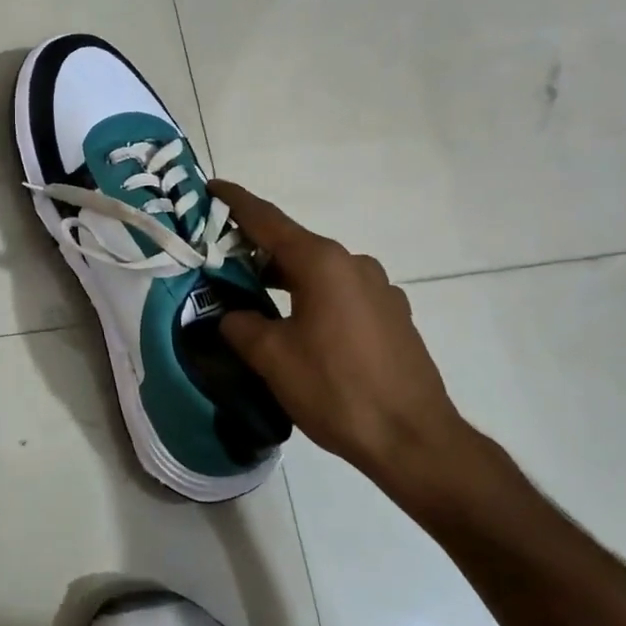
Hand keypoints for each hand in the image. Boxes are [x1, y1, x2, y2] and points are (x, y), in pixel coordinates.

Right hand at [212, 180, 515, 525]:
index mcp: (322, 262)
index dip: (234, 201)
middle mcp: (353, 264)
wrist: (415, 440)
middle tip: (220, 259)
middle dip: (255, 248)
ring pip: (319, 270)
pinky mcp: (393, 315)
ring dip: (285, 276)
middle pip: (294, 244)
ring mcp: (380, 289)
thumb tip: (232, 316)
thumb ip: (241, 326)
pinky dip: (313, 297)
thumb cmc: (336, 390)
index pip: (267, 219)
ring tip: (255, 297)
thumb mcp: (273, 358)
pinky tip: (302, 328)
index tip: (211, 186)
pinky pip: (342, 293)